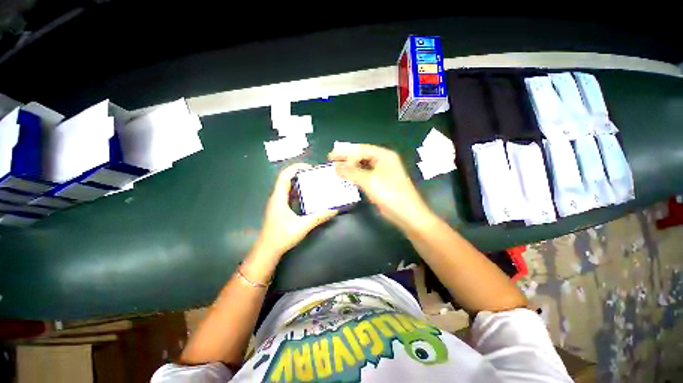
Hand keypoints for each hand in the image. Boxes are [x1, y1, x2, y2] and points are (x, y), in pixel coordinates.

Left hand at [257, 163, 337, 255]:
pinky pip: (288, 195)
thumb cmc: (282, 237)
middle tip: (314, 174)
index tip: (309, 168)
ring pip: (287, 187)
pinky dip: (297, 191)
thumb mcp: (302, 226)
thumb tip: (334, 210)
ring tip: (312, 182)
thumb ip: (318, 217)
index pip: (284, 176)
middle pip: (286, 179)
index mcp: (279, 198)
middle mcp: (276, 198)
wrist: (267, 250)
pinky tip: (307, 196)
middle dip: (299, 173)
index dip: (295, 168)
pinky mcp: (279, 209)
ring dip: (298, 182)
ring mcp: (277, 203)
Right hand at [328, 144, 431, 229]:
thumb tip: (336, 167)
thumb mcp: (368, 181)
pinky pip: (365, 175)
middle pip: (362, 156)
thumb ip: (351, 172)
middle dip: (346, 159)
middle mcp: (384, 161)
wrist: (407, 214)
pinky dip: (355, 176)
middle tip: (331, 161)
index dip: (344, 152)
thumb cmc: (389, 194)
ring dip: (350, 168)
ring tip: (336, 169)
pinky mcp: (381, 183)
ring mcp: (383, 172)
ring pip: (363, 166)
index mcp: (384, 155)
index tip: (331, 156)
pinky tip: (347, 178)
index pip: (361, 150)